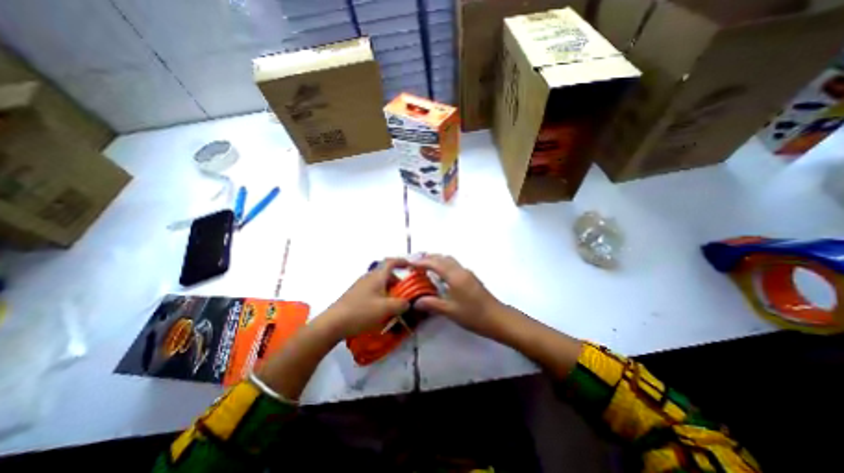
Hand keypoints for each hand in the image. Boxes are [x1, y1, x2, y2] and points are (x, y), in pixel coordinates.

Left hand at [318, 260, 411, 340]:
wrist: (333, 323)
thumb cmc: (361, 312)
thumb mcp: (386, 309)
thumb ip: (401, 304)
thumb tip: (408, 302)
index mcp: (377, 276)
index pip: (391, 262)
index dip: (402, 262)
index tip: (411, 267)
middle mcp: (369, 277)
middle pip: (387, 274)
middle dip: (398, 282)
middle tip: (405, 294)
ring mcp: (361, 286)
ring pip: (380, 284)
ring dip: (390, 291)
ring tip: (395, 305)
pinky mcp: (355, 295)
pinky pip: (373, 291)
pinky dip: (381, 297)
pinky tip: (381, 311)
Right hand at [410, 255, 510, 338]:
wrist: (497, 318)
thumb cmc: (473, 315)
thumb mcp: (450, 311)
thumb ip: (431, 304)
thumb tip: (415, 302)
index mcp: (455, 276)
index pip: (434, 263)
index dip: (421, 262)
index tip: (409, 264)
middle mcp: (461, 270)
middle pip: (442, 258)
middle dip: (428, 258)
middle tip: (415, 264)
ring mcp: (467, 273)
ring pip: (449, 260)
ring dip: (436, 260)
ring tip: (424, 268)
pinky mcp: (471, 277)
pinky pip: (453, 265)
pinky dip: (443, 265)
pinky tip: (439, 276)